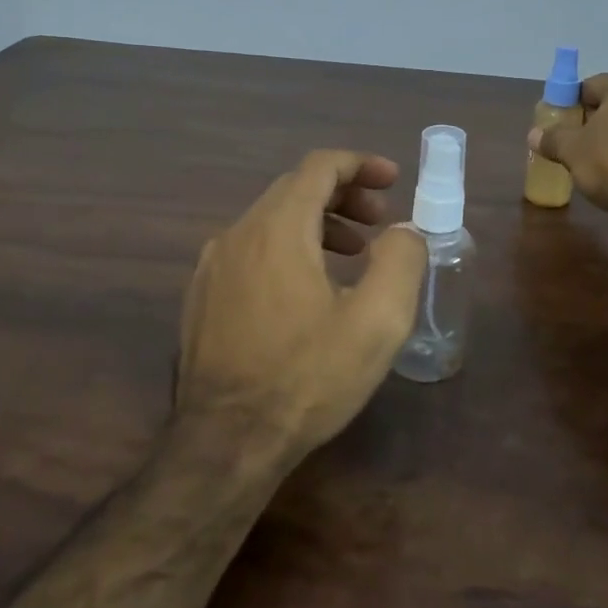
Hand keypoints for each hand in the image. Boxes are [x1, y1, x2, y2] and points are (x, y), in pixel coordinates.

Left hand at [176, 150, 427, 461]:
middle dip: (344, 195)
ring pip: (270, 220)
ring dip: (317, 223)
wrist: (225, 442)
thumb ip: (401, 261)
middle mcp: (238, 233)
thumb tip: (405, 231)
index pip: (319, 166)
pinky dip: (288, 248)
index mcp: (277, 228)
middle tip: (380, 221)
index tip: (393, 180)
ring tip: (353, 254)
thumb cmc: (307, 377)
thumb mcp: (377, 321)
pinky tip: (308, 289)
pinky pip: (251, 250)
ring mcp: (213, 266)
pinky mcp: (202, 296)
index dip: (361, 164)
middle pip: (294, 189)